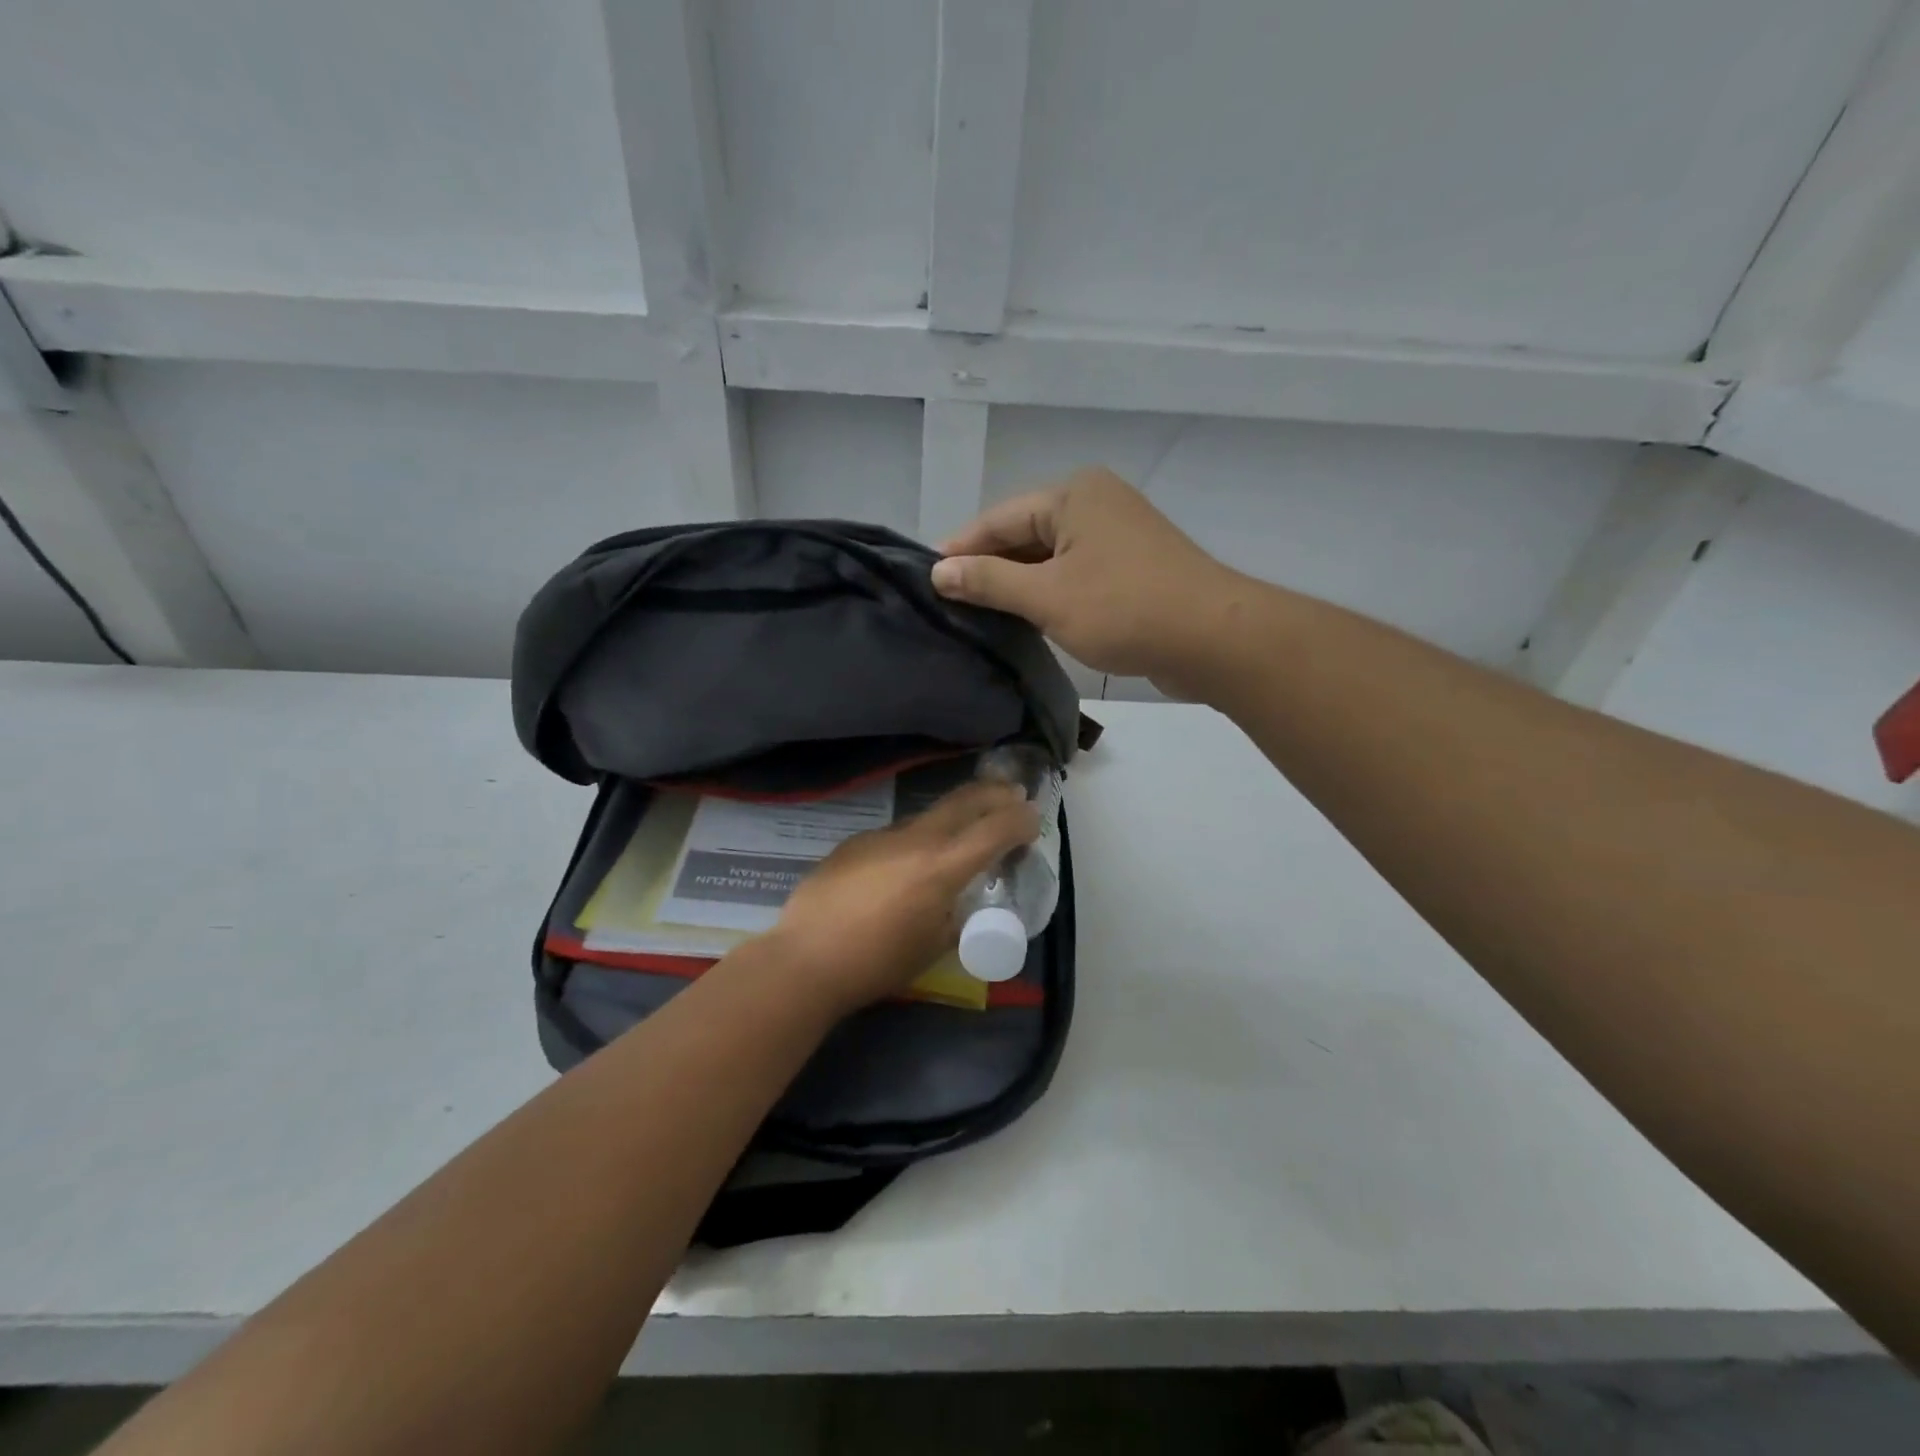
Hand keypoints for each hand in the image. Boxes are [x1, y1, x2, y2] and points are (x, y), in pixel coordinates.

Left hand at [761, 780, 1039, 1015]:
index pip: (994, 829)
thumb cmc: (877, 963)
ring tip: (964, 828)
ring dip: (954, 815)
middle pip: (963, 801)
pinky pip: (896, 834)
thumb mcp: (934, 946)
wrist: (805, 959)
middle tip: (1013, 794)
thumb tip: (962, 901)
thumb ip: (957, 915)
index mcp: (941, 867)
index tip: (1034, 819)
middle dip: (994, 794)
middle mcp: (914, 840)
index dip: (1021, 820)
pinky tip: (905, 864)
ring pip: (928, 815)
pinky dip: (916, 839)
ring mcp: (880, 836)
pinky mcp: (853, 843)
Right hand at [930, 467, 1241, 693]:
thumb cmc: (1125, 609)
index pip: (999, 519)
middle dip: (988, 569)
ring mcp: (1117, 535)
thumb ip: (989, 581)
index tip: (927, 579)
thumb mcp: (1046, 597)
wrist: (1213, 639)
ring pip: (1050, 558)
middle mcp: (1095, 504)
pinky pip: (1075, 574)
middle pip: (1024, 535)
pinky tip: (1026, 620)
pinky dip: (1049, 594)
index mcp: (1073, 495)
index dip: (960, 550)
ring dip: (1018, 585)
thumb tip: (939, 572)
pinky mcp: (1132, 568)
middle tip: (948, 603)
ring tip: (977, 615)